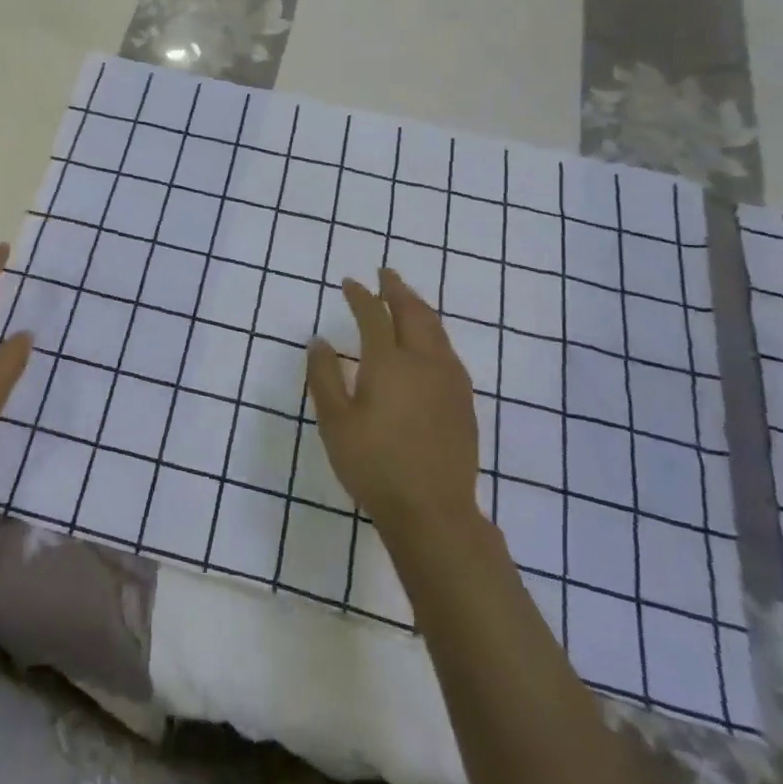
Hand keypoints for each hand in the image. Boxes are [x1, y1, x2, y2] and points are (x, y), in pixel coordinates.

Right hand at [305, 268, 479, 530]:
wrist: (433, 510)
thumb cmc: (374, 465)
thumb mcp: (334, 422)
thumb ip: (324, 377)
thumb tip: (319, 341)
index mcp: (389, 363)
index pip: (373, 315)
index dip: (360, 296)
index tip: (349, 282)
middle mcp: (423, 362)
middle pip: (413, 313)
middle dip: (398, 289)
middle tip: (386, 273)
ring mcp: (449, 381)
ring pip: (436, 329)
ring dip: (419, 307)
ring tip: (407, 298)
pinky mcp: (464, 401)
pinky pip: (448, 350)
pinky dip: (434, 332)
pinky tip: (430, 343)